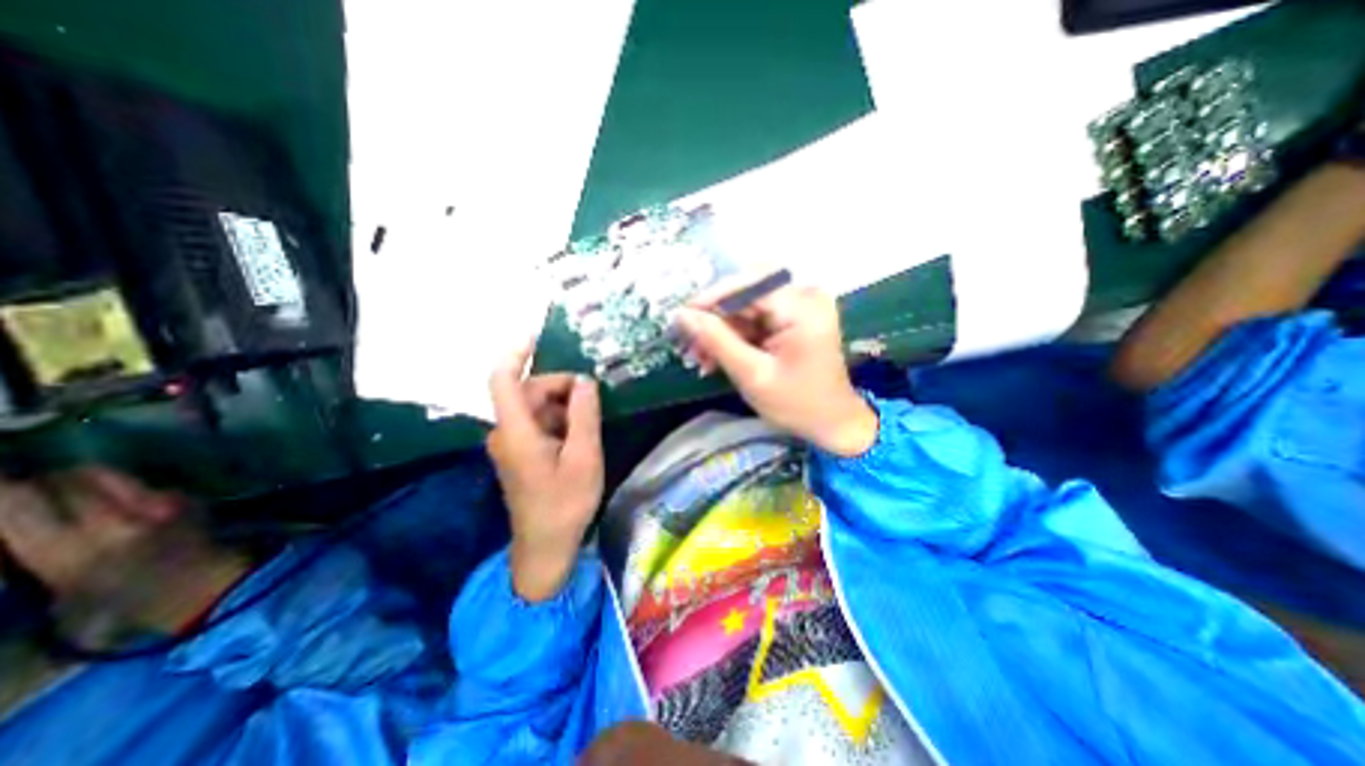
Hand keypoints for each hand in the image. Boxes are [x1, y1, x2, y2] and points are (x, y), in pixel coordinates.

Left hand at [484, 347, 600, 603]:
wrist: (545, 546)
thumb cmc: (565, 503)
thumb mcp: (584, 456)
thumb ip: (583, 414)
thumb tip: (584, 381)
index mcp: (516, 432)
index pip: (504, 380)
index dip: (517, 353)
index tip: (538, 336)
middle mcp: (505, 433)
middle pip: (527, 392)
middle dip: (560, 386)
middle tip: (593, 395)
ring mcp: (510, 444)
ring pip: (535, 408)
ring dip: (562, 404)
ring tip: (591, 416)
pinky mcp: (520, 454)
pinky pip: (537, 423)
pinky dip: (559, 419)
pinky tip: (580, 432)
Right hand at [677, 283, 879, 456]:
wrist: (832, 423)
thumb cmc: (797, 404)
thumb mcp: (752, 374)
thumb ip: (716, 340)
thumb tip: (681, 315)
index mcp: (802, 307)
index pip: (749, 285)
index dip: (712, 298)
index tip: (681, 317)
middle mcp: (803, 297)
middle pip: (746, 294)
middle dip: (714, 320)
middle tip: (689, 343)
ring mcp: (798, 308)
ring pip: (745, 308)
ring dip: (720, 331)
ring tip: (700, 358)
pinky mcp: (792, 320)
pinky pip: (754, 320)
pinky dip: (733, 338)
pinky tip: (716, 358)